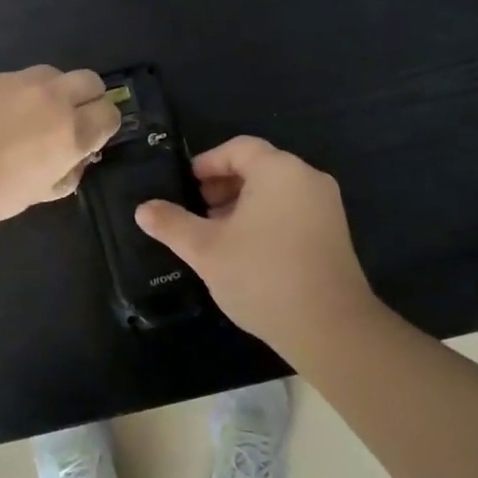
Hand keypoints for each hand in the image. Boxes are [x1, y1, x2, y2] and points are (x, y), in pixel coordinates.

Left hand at [0, 66, 120, 240]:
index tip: (87, 143)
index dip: (102, 128)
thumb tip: (73, 161)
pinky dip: (15, 94)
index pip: (110, 113)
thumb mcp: (33, 196)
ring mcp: (15, 80)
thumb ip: (63, 174)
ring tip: (26, 120)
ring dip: (51, 93)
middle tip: (65, 125)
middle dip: (86, 100)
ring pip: (51, 75)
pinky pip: (14, 80)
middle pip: (89, 81)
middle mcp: (50, 96)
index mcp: (69, 130)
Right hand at [134, 136, 378, 348]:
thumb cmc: (262, 276)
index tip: (186, 185)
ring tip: (217, 234)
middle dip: (223, 185)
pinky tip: (247, 251)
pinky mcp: (334, 233)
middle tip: (197, 210)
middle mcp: (307, 178)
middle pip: (258, 166)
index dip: (207, 162)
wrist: (330, 329)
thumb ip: (172, 224)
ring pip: (275, 191)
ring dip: (242, 204)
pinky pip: (293, 210)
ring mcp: (326, 206)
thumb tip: (143, 209)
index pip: (238, 148)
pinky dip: (266, 218)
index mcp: (279, 170)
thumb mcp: (206, 249)